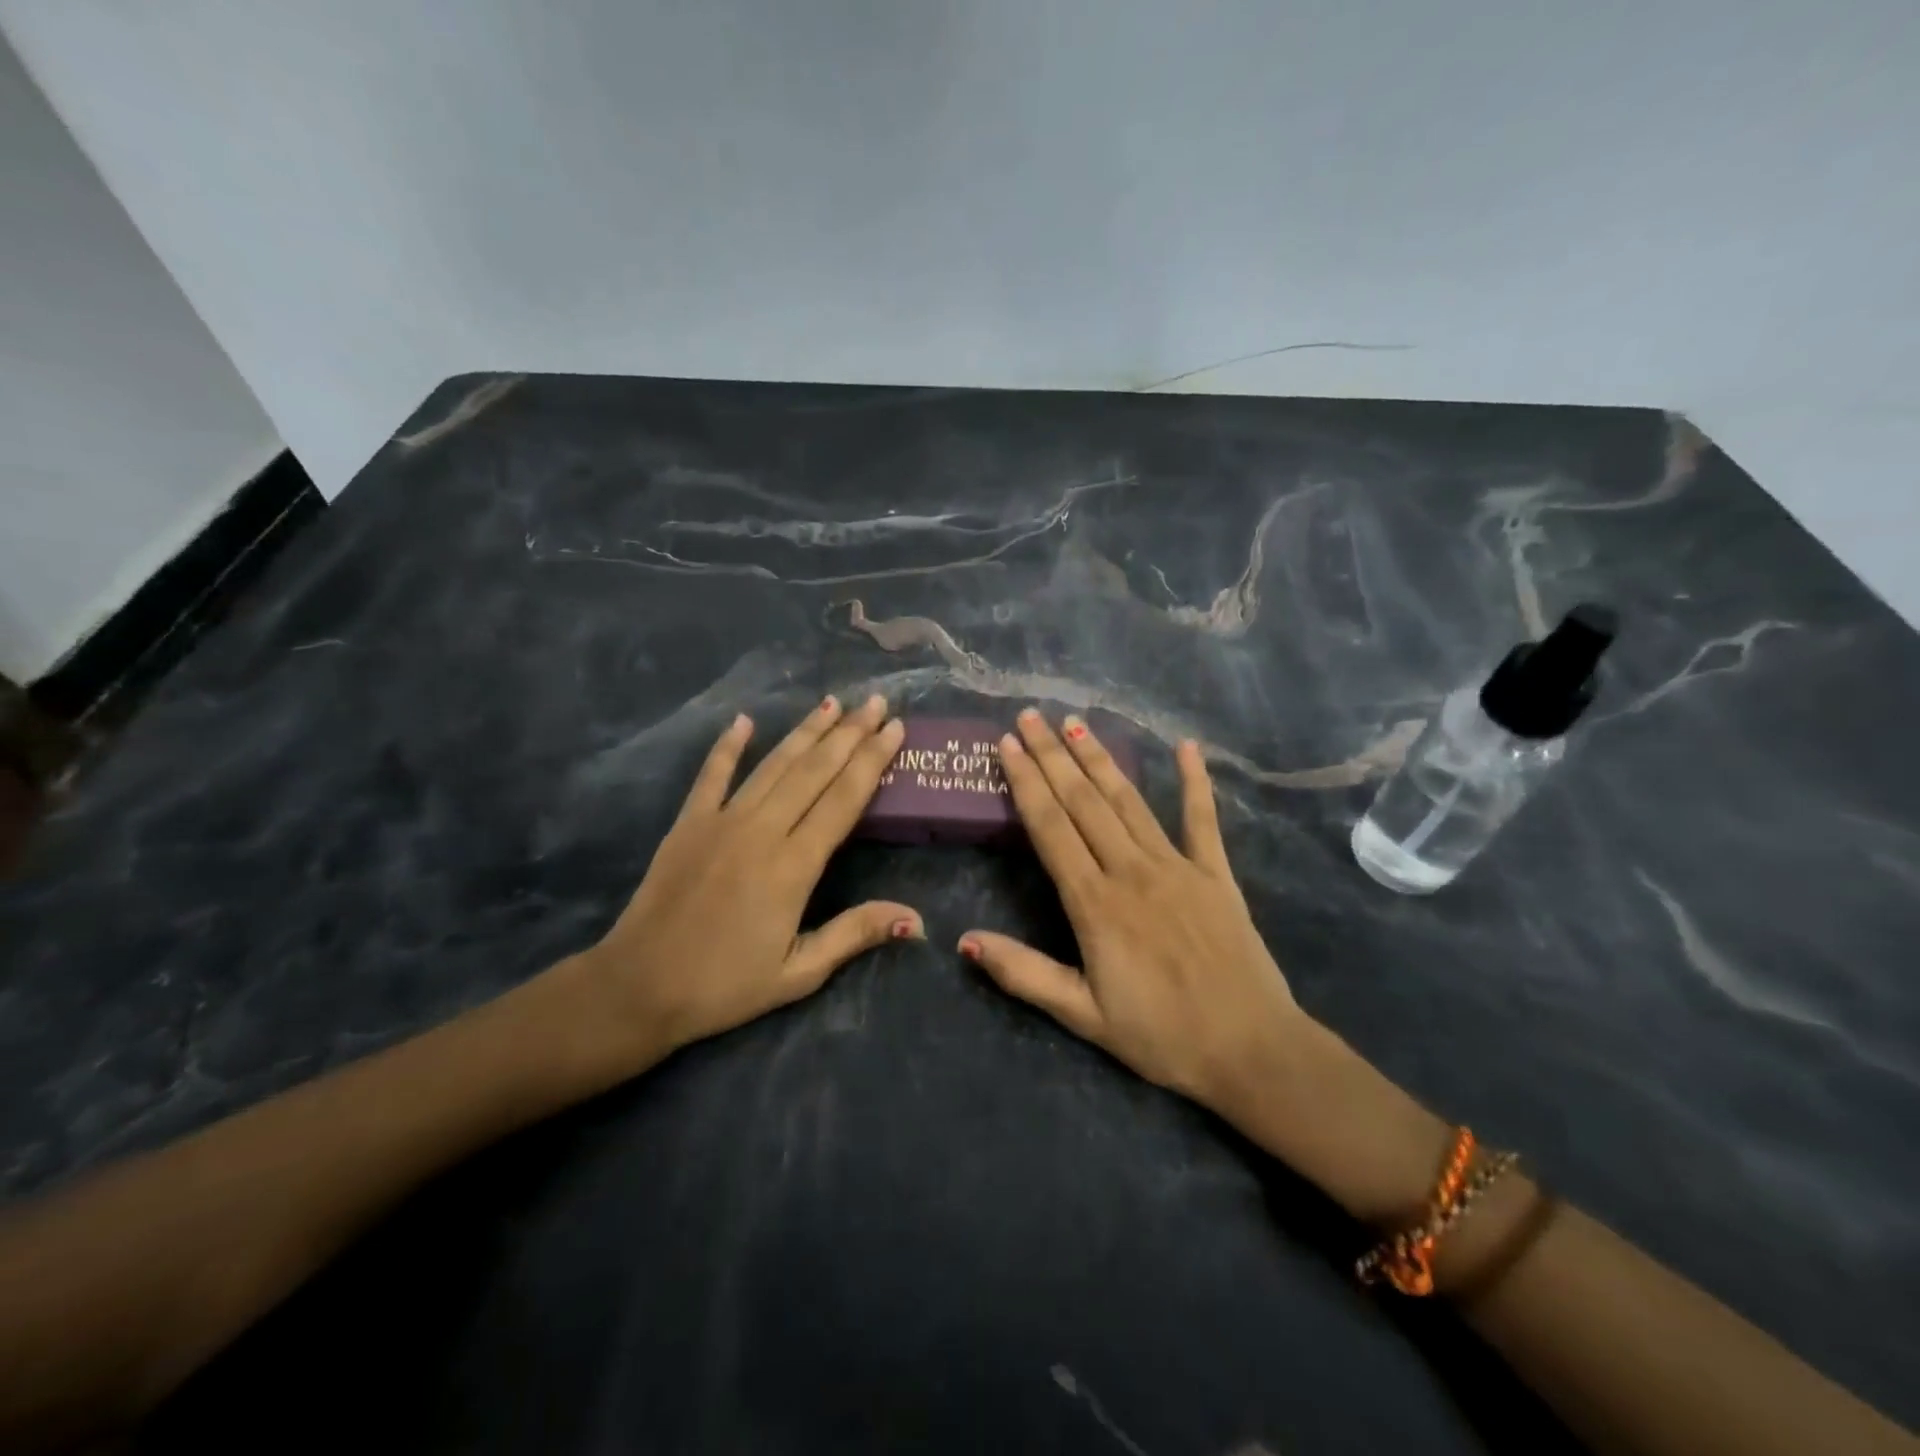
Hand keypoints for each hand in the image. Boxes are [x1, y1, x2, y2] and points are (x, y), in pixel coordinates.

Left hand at [576, 694, 919, 1069]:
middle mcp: (762, 830)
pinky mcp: (688, 823)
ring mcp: (721, 821)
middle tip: (875, 701)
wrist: (638, 987)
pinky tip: (744, 721)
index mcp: (794, 866)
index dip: (872, 760)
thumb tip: (916, 919)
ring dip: (805, 731)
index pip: (844, 799)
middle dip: (849, 733)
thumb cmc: (725, 986)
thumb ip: (855, 934)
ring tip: (832, 702)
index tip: (894, 728)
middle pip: (814, 771)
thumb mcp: (799, 972)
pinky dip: (728, 746)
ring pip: (773, 765)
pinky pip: (712, 775)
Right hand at [960, 708, 1306, 1117]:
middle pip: (1083, 801)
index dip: (1026, 782)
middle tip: (1031, 715)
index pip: (1050, 827)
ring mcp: (1178, 866)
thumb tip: (964, 940)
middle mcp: (1132, 870)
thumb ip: (1024, 973)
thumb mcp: (1083, 1015)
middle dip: (1053, 755)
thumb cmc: (1162, 1036)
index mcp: (1095, 903)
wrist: (1252, 1051)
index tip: (1007, 744)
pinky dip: (1194, 782)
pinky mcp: (1216, 874)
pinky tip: (1186, 747)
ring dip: (1100, 758)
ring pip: (1129, 800)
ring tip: (1076, 722)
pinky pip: (1203, 820)